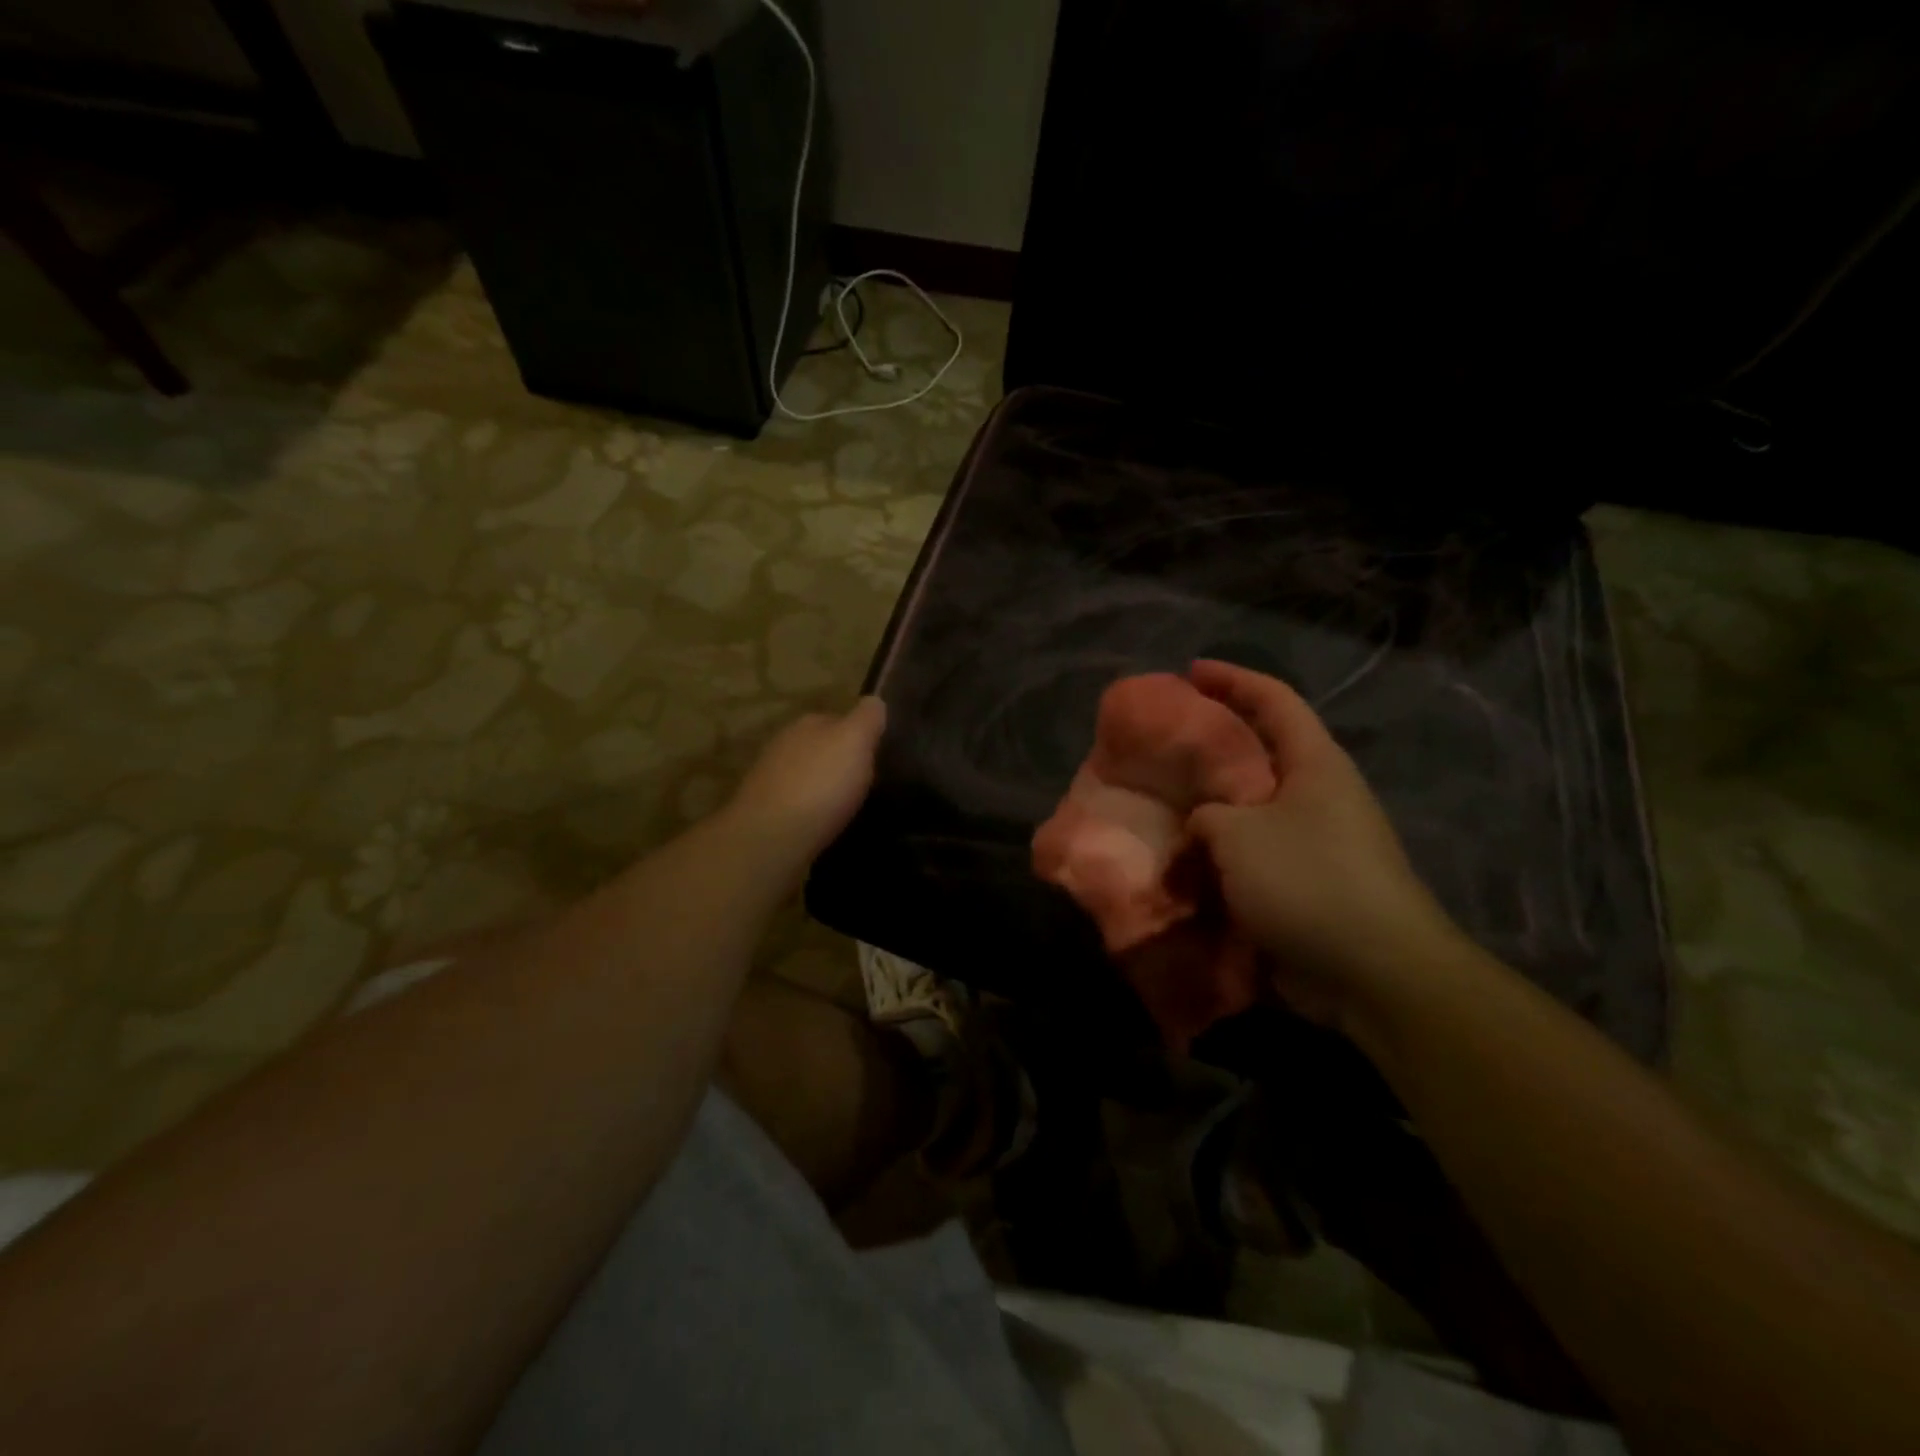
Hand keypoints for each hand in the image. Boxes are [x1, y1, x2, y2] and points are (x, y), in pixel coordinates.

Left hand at [724, 698, 886, 883]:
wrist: (772, 837)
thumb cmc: (820, 784)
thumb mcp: (854, 740)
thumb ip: (867, 718)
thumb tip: (874, 701)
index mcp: (806, 724)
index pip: (838, 719)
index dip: (860, 735)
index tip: (878, 755)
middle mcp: (783, 746)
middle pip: (820, 748)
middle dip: (840, 762)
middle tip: (867, 783)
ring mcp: (770, 780)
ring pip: (807, 776)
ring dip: (824, 787)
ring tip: (848, 806)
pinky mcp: (766, 813)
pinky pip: (798, 805)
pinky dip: (812, 811)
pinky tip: (825, 824)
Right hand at [1186, 661, 1464, 1031]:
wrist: (1374, 972)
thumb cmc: (1308, 881)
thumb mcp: (1238, 834)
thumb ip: (1207, 815)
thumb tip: (1201, 826)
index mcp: (1315, 764)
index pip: (1274, 699)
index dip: (1233, 678)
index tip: (1190, 672)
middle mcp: (1319, 795)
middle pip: (1262, 752)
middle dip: (1215, 745)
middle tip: (1166, 745)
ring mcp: (1315, 843)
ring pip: (1252, 810)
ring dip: (1211, 810)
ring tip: (1165, 806)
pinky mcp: (1305, 886)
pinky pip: (1251, 857)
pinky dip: (1218, 857)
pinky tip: (1183, 865)